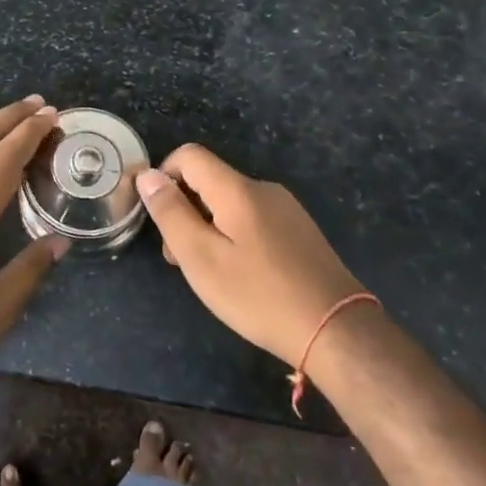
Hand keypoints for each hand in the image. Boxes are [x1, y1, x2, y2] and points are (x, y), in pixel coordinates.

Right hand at [138, 145, 362, 368]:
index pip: (189, 155)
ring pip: (230, 202)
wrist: (337, 330)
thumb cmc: (259, 295)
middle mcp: (263, 188)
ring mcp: (286, 209)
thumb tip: (148, 176)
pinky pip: (253, 218)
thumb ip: (171, 213)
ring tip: (209, 273)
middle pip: (209, 180)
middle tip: (179, 258)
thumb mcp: (201, 258)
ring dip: (208, 226)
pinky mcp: (300, 231)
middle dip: (185, 209)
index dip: (164, 176)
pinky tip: (241, 275)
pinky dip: (233, 235)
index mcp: (237, 188)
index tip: (158, 216)